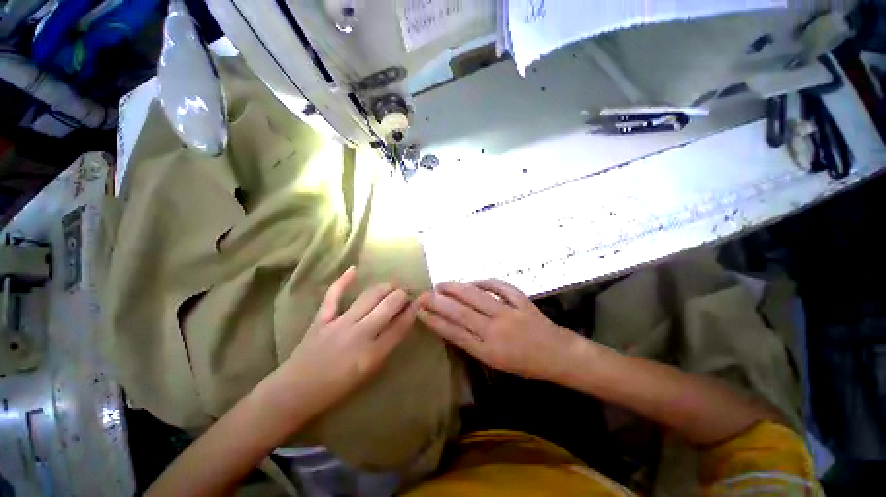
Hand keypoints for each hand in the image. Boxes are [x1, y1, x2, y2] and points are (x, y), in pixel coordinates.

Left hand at [277, 267, 417, 419]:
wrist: (295, 393)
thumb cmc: (336, 388)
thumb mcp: (368, 372)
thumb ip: (386, 346)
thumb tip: (400, 322)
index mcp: (373, 354)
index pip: (401, 326)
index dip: (413, 310)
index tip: (419, 300)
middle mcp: (359, 335)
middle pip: (388, 306)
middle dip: (401, 295)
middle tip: (405, 293)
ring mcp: (339, 325)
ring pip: (369, 297)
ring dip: (384, 288)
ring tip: (392, 285)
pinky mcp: (322, 319)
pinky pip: (333, 295)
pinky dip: (343, 281)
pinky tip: (354, 269)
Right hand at [418, 279, 583, 380]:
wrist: (557, 355)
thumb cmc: (524, 363)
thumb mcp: (494, 361)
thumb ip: (473, 342)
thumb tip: (451, 322)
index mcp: (488, 351)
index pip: (454, 333)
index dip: (435, 321)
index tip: (419, 311)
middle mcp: (495, 331)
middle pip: (461, 313)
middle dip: (438, 302)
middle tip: (424, 294)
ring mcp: (509, 314)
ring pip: (476, 297)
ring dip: (456, 288)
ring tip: (442, 284)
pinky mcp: (521, 302)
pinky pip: (500, 287)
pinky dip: (485, 282)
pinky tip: (473, 281)